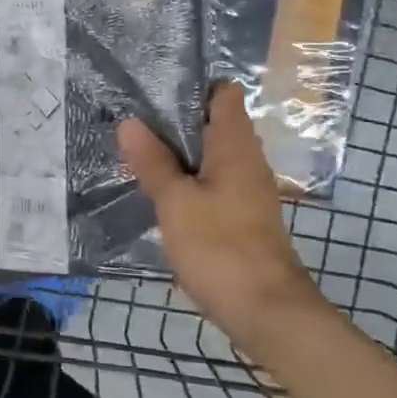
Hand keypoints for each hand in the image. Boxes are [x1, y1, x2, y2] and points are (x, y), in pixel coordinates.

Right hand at [118, 82, 319, 328]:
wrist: (266, 311)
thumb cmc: (220, 247)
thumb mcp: (175, 202)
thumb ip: (153, 162)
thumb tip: (130, 123)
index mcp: (235, 146)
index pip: (223, 94)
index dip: (192, 86)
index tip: (153, 89)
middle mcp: (247, 161)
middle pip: (213, 124)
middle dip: (175, 121)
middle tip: (131, 119)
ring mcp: (247, 191)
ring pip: (210, 157)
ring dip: (178, 154)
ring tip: (136, 151)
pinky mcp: (241, 217)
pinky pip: (211, 184)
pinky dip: (187, 181)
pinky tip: (159, 192)